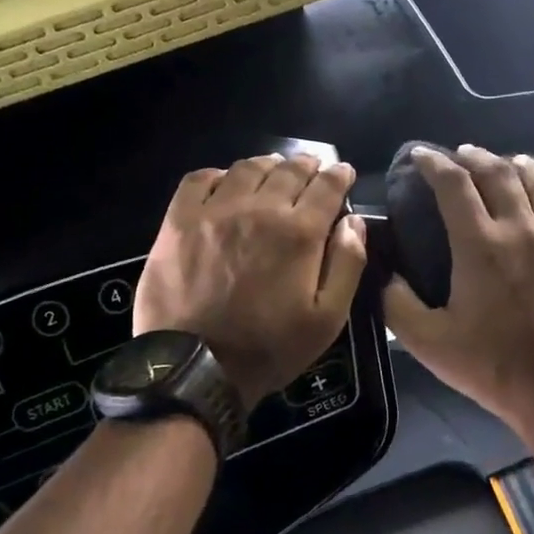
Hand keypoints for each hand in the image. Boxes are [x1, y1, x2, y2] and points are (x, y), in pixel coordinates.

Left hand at [135, 154, 367, 404]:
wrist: (194, 367)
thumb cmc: (269, 348)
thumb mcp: (327, 319)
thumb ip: (347, 264)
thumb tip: (354, 221)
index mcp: (299, 232)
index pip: (327, 186)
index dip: (340, 175)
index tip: (344, 173)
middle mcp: (259, 209)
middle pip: (290, 170)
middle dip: (308, 165)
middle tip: (313, 170)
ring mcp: (215, 211)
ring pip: (248, 168)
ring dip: (269, 166)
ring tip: (274, 172)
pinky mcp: (179, 220)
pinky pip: (201, 179)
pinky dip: (221, 175)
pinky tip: (227, 185)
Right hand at [384, 145, 533, 440]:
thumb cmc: (494, 367)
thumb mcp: (428, 342)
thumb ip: (398, 304)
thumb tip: (386, 275)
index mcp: (481, 244)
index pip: (454, 184)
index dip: (435, 163)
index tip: (422, 154)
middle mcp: (525, 229)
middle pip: (501, 173)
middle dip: (477, 156)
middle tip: (464, 153)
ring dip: (529, 168)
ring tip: (517, 163)